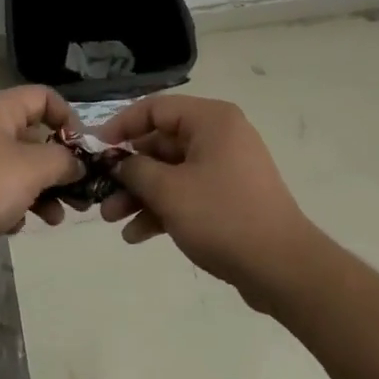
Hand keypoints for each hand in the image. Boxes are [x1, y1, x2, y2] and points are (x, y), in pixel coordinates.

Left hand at [0, 86, 84, 272]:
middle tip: (80, 192)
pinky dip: (16, 205)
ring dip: (43, 190)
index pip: (43, 97)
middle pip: (34, 135)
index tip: (84, 151)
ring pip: (19, 168)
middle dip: (60, 164)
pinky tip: (20, 227)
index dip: (69, 118)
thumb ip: (63, 160)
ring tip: (57, 218)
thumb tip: (77, 162)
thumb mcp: (33, 168)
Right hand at [98, 94, 316, 308]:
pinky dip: (162, 210)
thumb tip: (117, 162)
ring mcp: (225, 169)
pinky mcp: (228, 198)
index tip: (95, 150)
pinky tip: (137, 235)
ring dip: (140, 194)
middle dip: (128, 171)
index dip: (120, 127)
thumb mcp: (169, 191)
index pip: (155, 109)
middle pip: (161, 143)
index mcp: (211, 121)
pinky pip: (187, 194)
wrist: (283, 269)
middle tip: (100, 192)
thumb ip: (135, 170)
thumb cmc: (223, 217)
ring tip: (111, 219)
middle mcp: (219, 136)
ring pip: (171, 172)